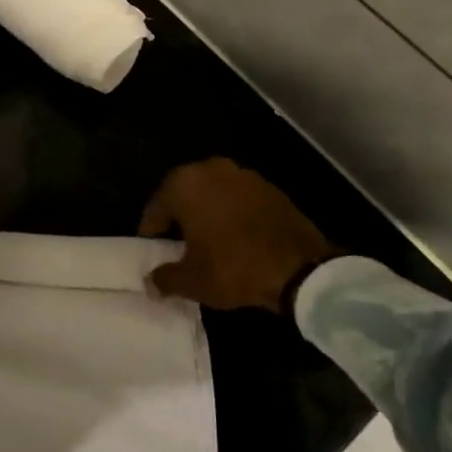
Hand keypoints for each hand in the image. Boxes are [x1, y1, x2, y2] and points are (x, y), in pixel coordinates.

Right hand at [139, 158, 334, 312]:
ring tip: (207, 241)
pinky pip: (238, 197)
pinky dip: (231, 212)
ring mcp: (243, 174)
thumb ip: (165, 278)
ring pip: (212, 193)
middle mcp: (210, 169)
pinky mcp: (269, 185)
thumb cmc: (233, 268)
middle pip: (183, 194)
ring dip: (206, 212)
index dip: (151, 233)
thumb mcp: (192, 281)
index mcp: (184, 185)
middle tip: (177, 245)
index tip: (153, 252)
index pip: (156, 208)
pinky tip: (235, 236)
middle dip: (178, 218)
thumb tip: (151, 282)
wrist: (300, 267)